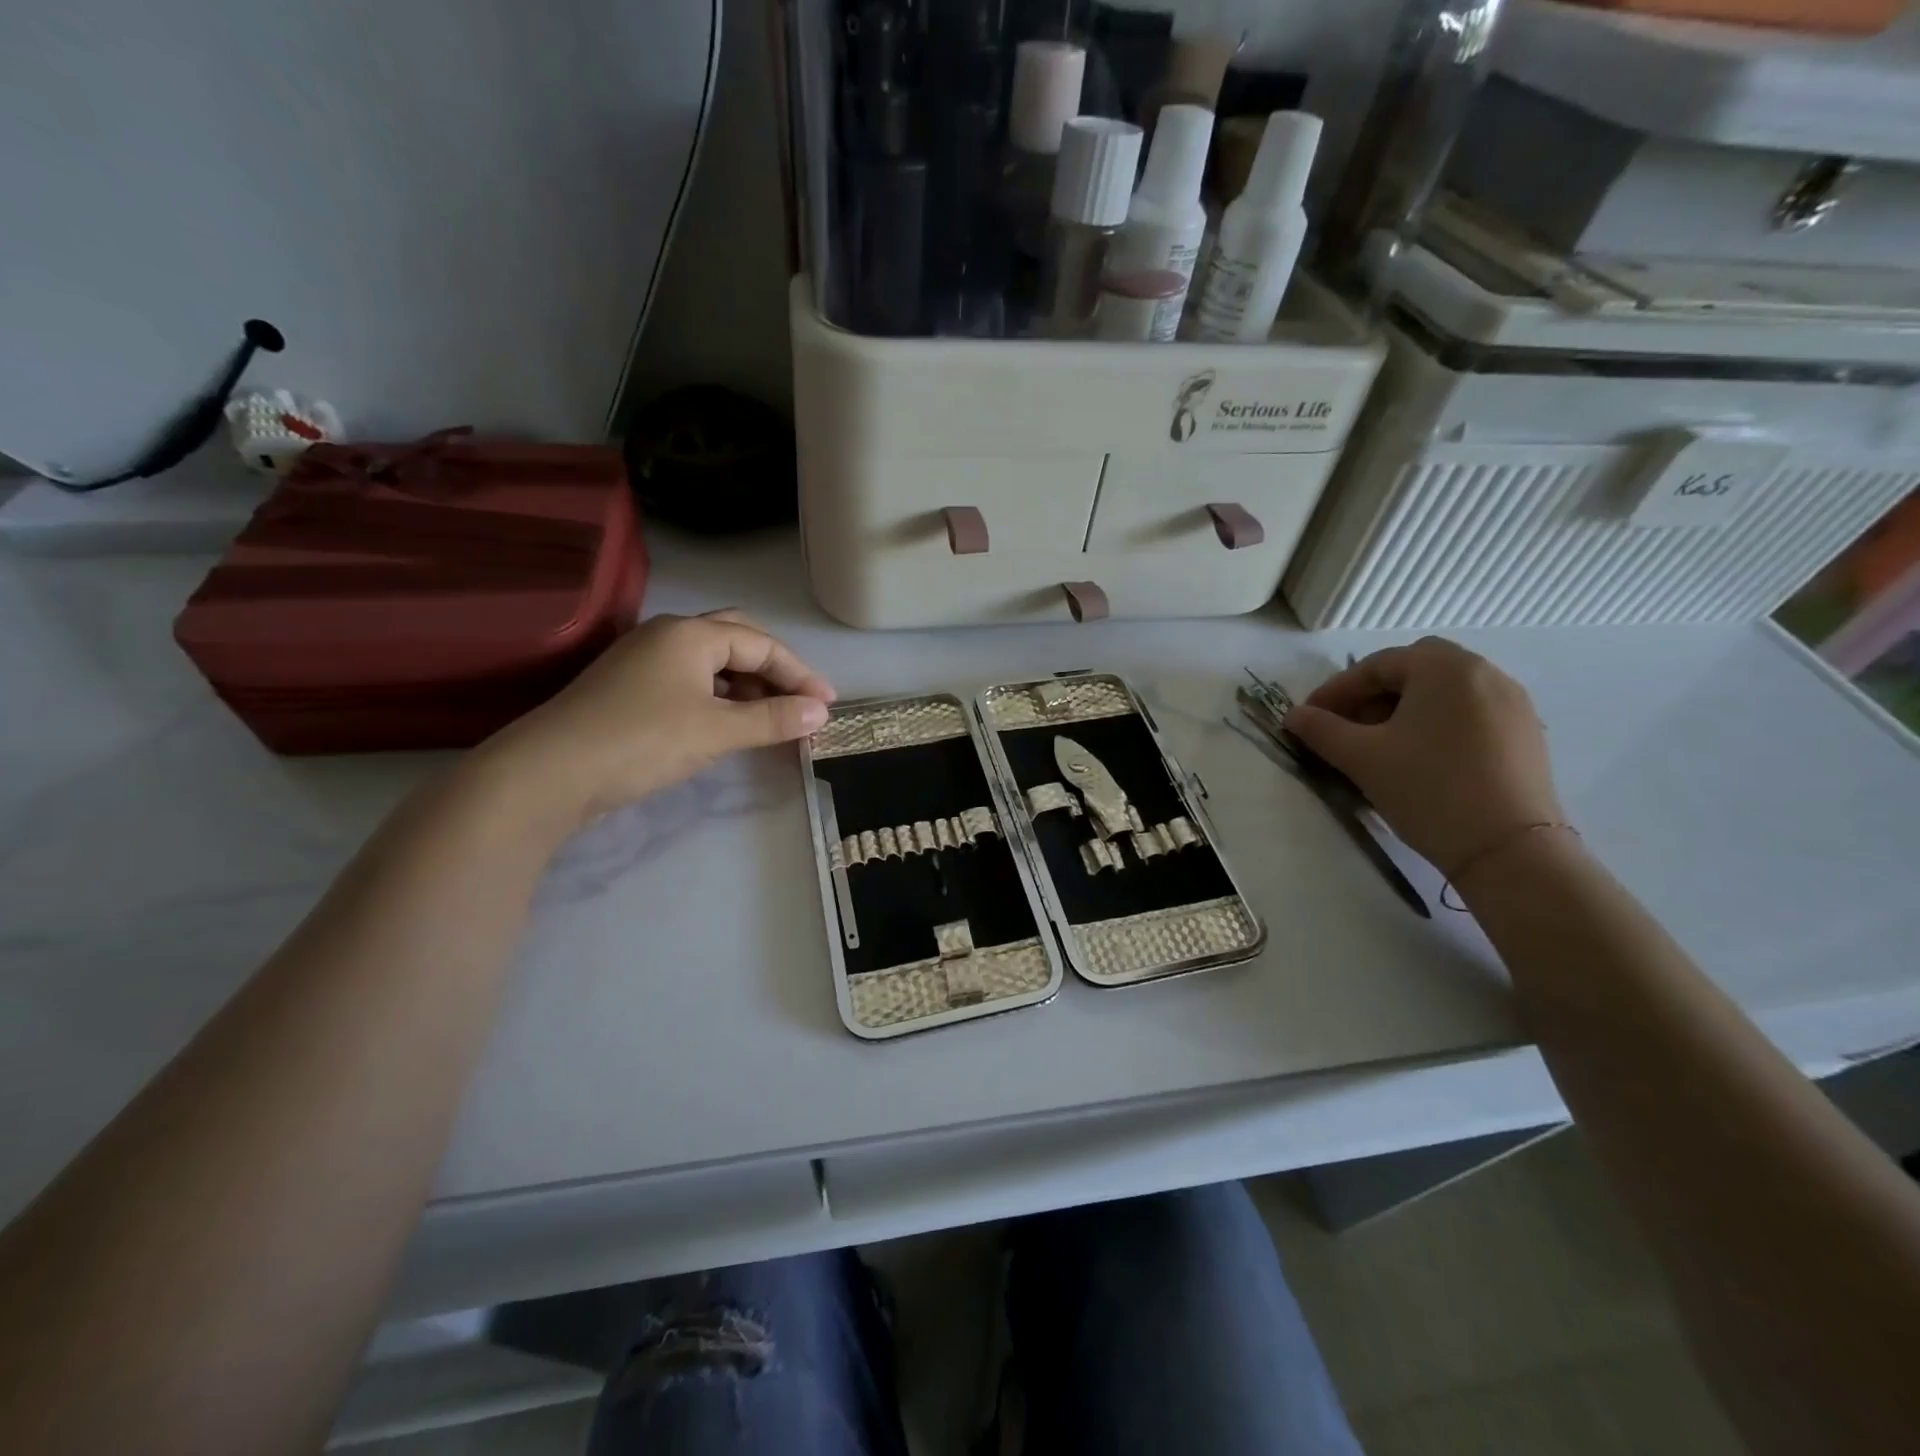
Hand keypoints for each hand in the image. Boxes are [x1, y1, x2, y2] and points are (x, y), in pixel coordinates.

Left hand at [484, 610, 835, 823]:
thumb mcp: (717, 731)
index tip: (827, 705)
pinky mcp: (630, 687)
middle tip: (799, 700)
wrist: (549, 772)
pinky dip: (720, 696)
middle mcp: (668, 635)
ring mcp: (644, 659)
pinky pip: (690, 680)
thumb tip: (819, 713)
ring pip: (711, 661)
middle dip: (773, 668)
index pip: (761, 644)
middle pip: (737, 639)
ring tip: (772, 716)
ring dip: (747, 684)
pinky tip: (729, 722)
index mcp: (691, 634)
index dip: (799, 674)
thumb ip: (772, 719)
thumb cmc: (642, 741)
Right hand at [1284, 636, 1563, 875]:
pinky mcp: (1525, 733)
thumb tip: (1294, 716)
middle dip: (1374, 694)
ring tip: (1381, 744)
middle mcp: (1485, 673)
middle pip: (1415, 669)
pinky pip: (1469, 712)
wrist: (1508, 849)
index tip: (1310, 718)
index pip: (1377, 665)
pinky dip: (1437, 722)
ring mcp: (1512, 703)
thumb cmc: (1428, 789)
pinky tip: (1420, 757)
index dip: (1337, 690)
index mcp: (1445, 667)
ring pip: (1444, 691)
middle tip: (1347, 726)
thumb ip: (1321, 730)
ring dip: (1405, 707)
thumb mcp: (1362, 758)